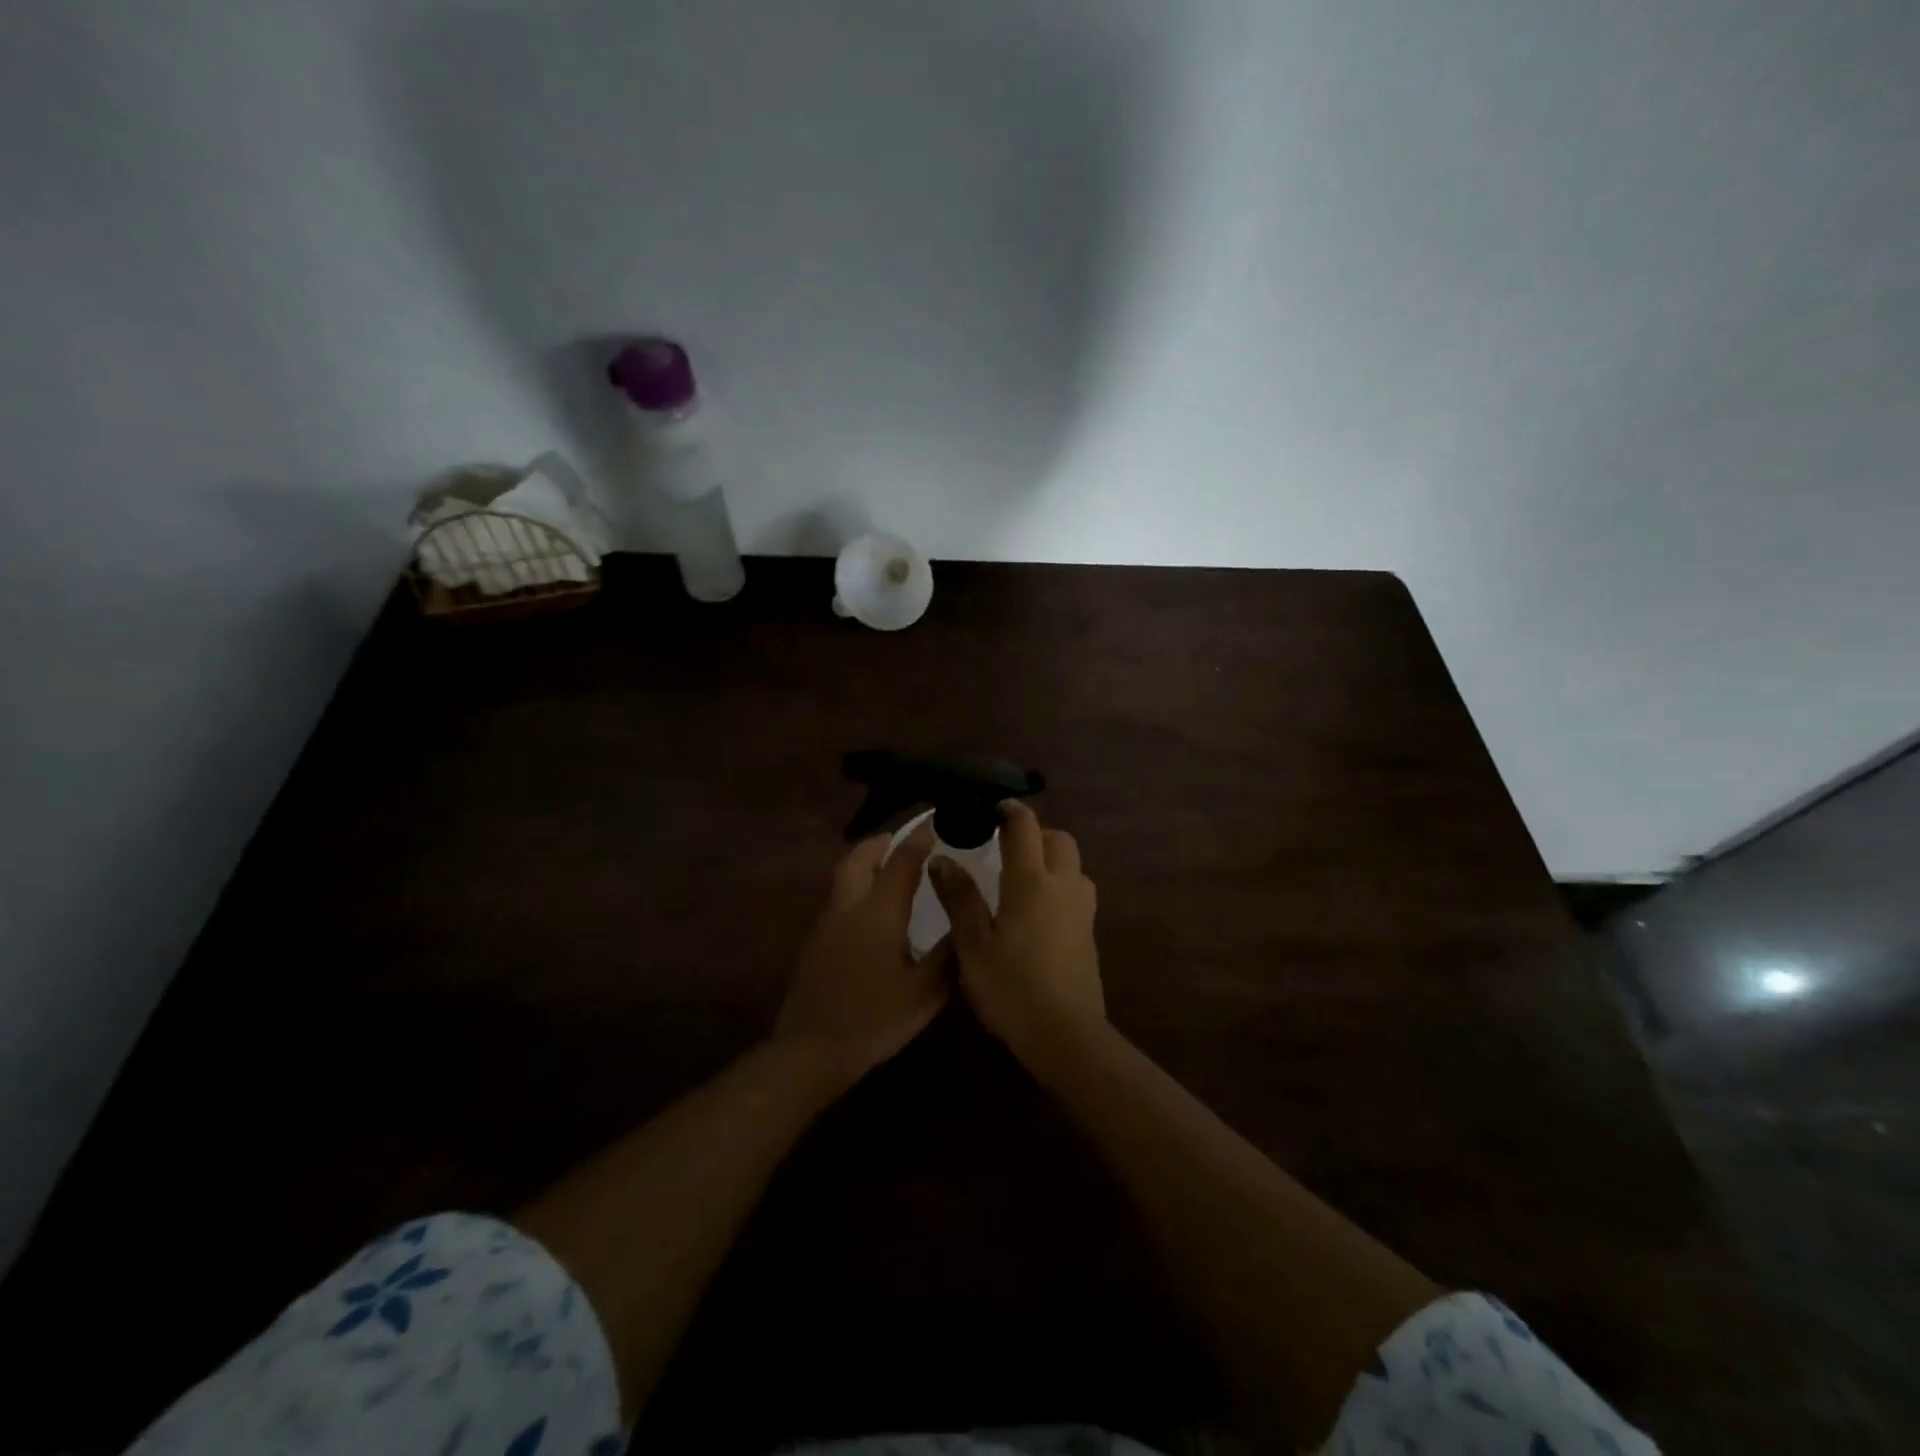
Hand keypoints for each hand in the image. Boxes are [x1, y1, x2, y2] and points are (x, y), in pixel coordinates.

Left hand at [775, 824, 951, 1085]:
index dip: (919, 840)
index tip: (935, 823)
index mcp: (879, 912)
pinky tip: (873, 912)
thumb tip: (968, 928)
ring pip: (845, 877)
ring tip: (891, 869)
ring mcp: (827, 924)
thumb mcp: (924, 993)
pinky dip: (858, 888)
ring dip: (866, 863)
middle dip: (881, 842)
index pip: (901, 862)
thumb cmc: (874, 1018)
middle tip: (903, 840)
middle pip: (859, 858)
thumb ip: (948, 957)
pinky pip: (840, 899)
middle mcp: (849, 907)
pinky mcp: (816, 943)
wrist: (811, 1050)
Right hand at [928, 801, 1103, 1063]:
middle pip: (1059, 839)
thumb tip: (942, 859)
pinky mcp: (1090, 932)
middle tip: (1006, 847)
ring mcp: (1082, 910)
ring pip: (1073, 865)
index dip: (1009, 810)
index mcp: (1031, 882)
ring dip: (1052, 859)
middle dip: (1035, 833)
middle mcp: (1063, 886)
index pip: (1025, 827)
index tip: (990, 807)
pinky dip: (1060, 884)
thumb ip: (959, 898)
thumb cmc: (1012, 988)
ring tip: (1021, 878)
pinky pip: (1077, 890)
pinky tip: (1037, 911)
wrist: (1066, 1035)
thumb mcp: (973, 945)